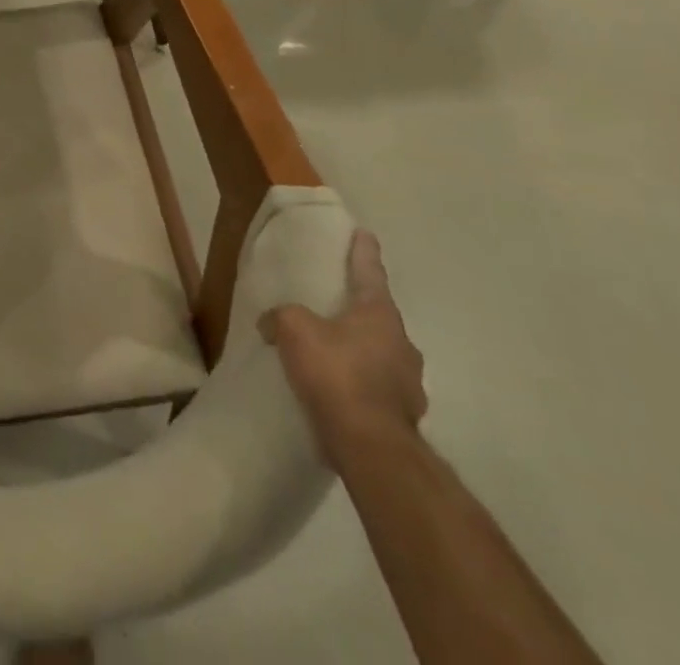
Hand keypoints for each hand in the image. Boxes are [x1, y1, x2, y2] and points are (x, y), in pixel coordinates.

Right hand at [259, 230, 426, 466]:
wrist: (370, 445)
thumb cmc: (335, 372)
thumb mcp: (293, 328)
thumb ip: (281, 316)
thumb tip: (271, 323)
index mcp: (380, 316)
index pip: (370, 274)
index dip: (364, 253)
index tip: (365, 234)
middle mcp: (402, 345)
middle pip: (379, 317)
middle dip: (361, 310)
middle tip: (338, 305)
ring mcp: (409, 384)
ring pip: (382, 356)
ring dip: (361, 351)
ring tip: (333, 354)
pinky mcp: (402, 417)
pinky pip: (377, 388)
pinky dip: (360, 384)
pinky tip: (338, 392)